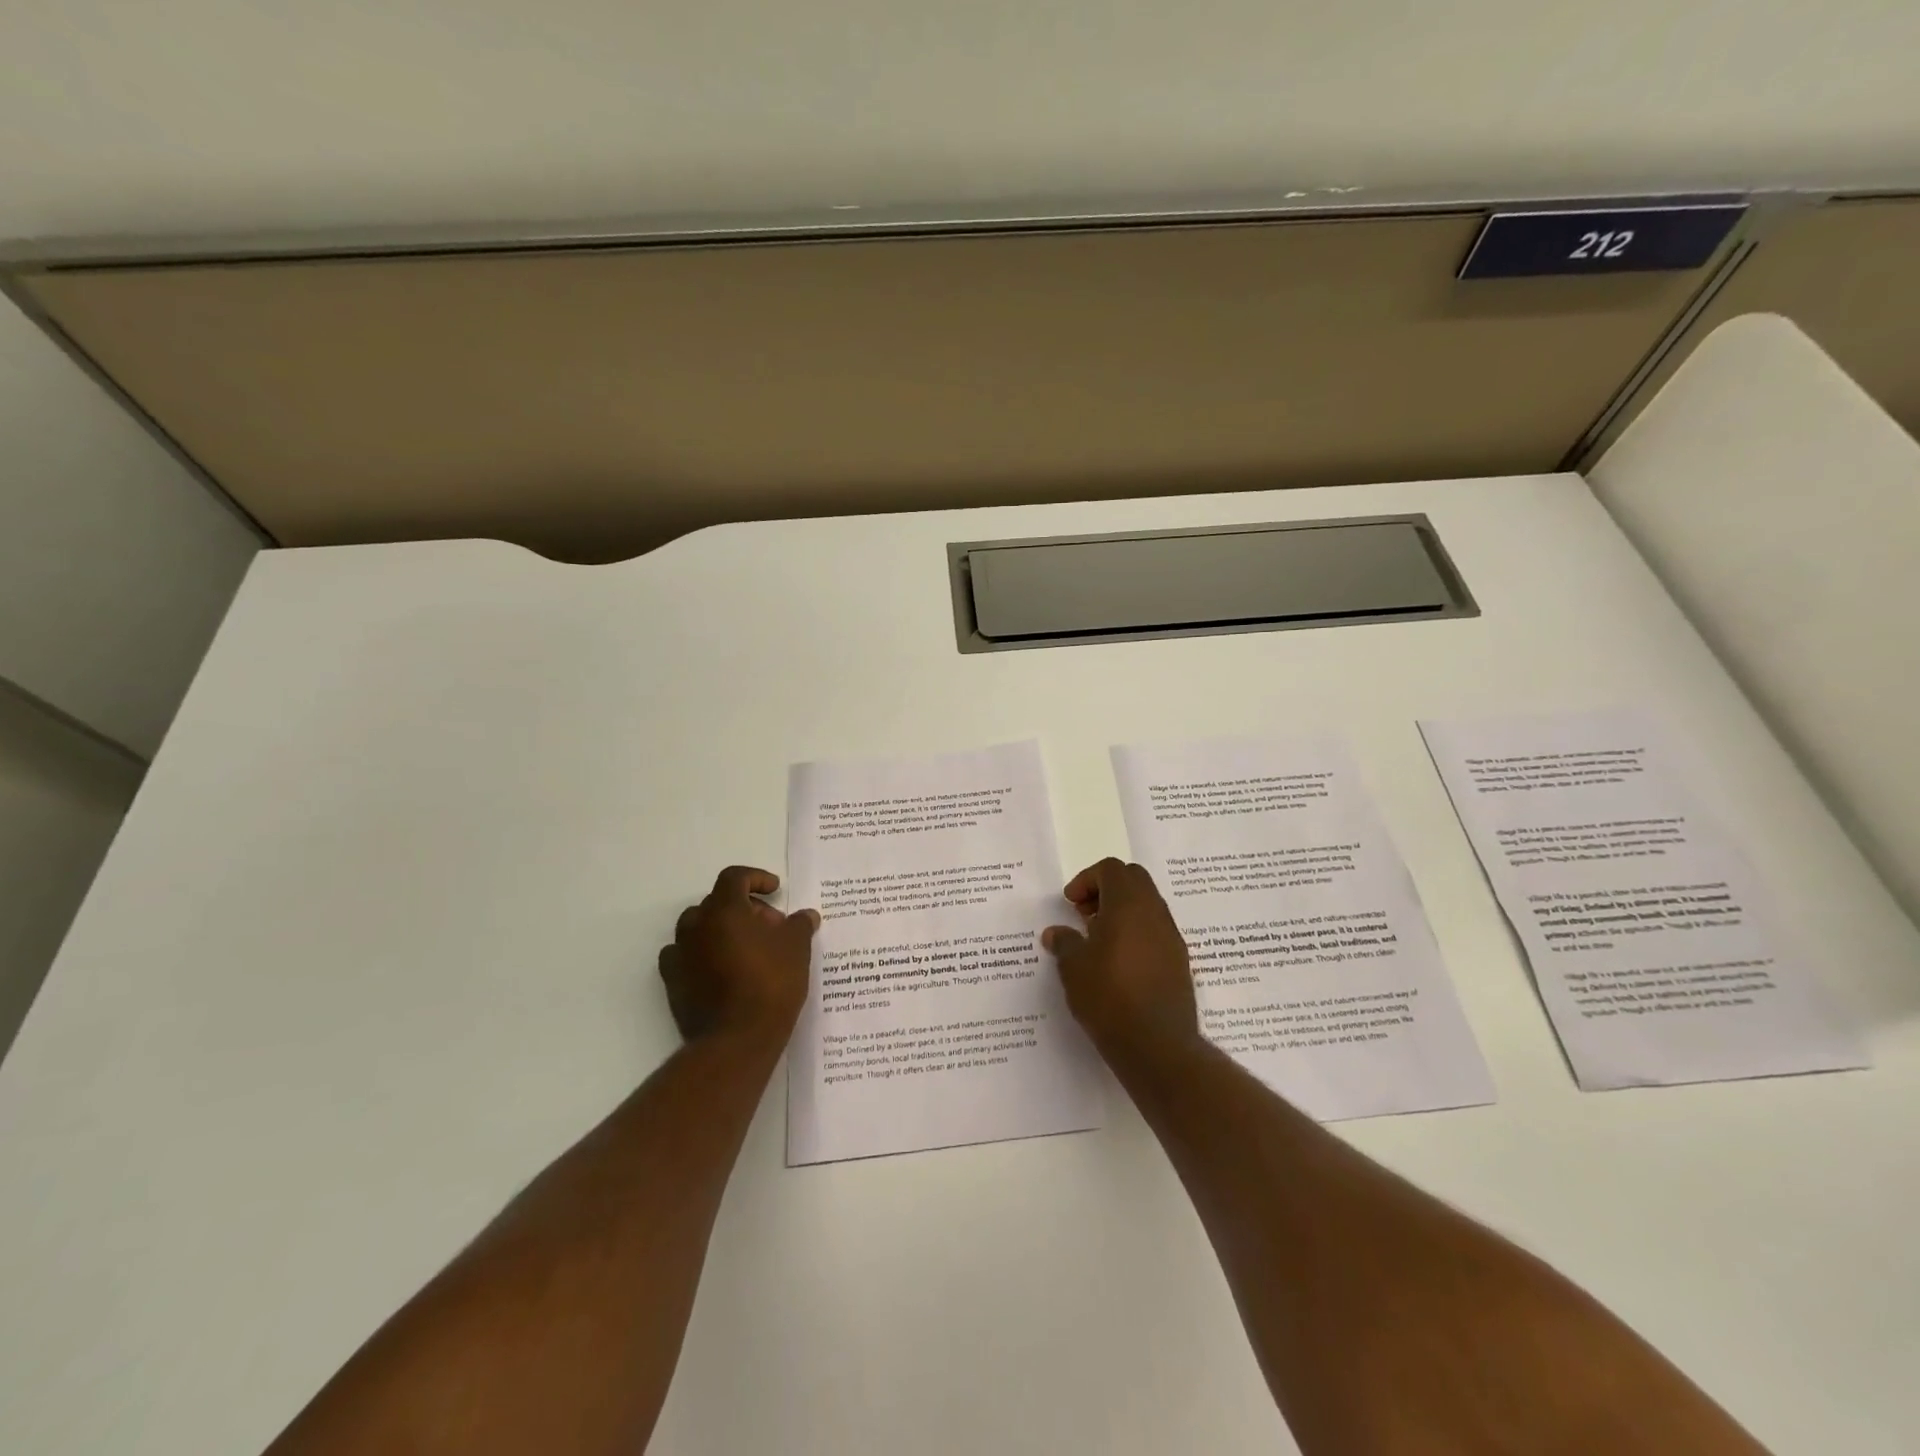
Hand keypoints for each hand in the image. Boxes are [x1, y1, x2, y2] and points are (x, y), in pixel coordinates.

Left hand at [659, 866, 818, 1048]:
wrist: (736, 1040)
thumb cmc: (770, 984)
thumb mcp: (797, 949)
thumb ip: (799, 925)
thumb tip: (806, 916)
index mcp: (724, 910)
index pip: (734, 878)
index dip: (756, 878)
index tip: (775, 890)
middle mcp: (696, 926)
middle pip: (717, 902)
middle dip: (745, 908)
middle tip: (770, 927)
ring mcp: (680, 954)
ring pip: (699, 928)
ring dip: (722, 929)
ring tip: (748, 948)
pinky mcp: (672, 982)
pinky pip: (685, 955)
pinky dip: (703, 954)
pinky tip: (723, 969)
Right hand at [1044, 858, 1202, 1069]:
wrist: (1157, 1046)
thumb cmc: (1109, 997)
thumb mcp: (1073, 967)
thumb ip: (1064, 942)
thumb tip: (1056, 933)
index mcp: (1129, 904)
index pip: (1111, 869)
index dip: (1087, 879)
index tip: (1070, 904)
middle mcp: (1155, 913)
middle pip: (1133, 880)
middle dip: (1106, 890)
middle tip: (1084, 914)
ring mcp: (1171, 938)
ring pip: (1147, 906)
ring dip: (1122, 912)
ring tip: (1098, 941)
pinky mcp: (1179, 962)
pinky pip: (1155, 931)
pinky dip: (1136, 933)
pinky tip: (1117, 963)